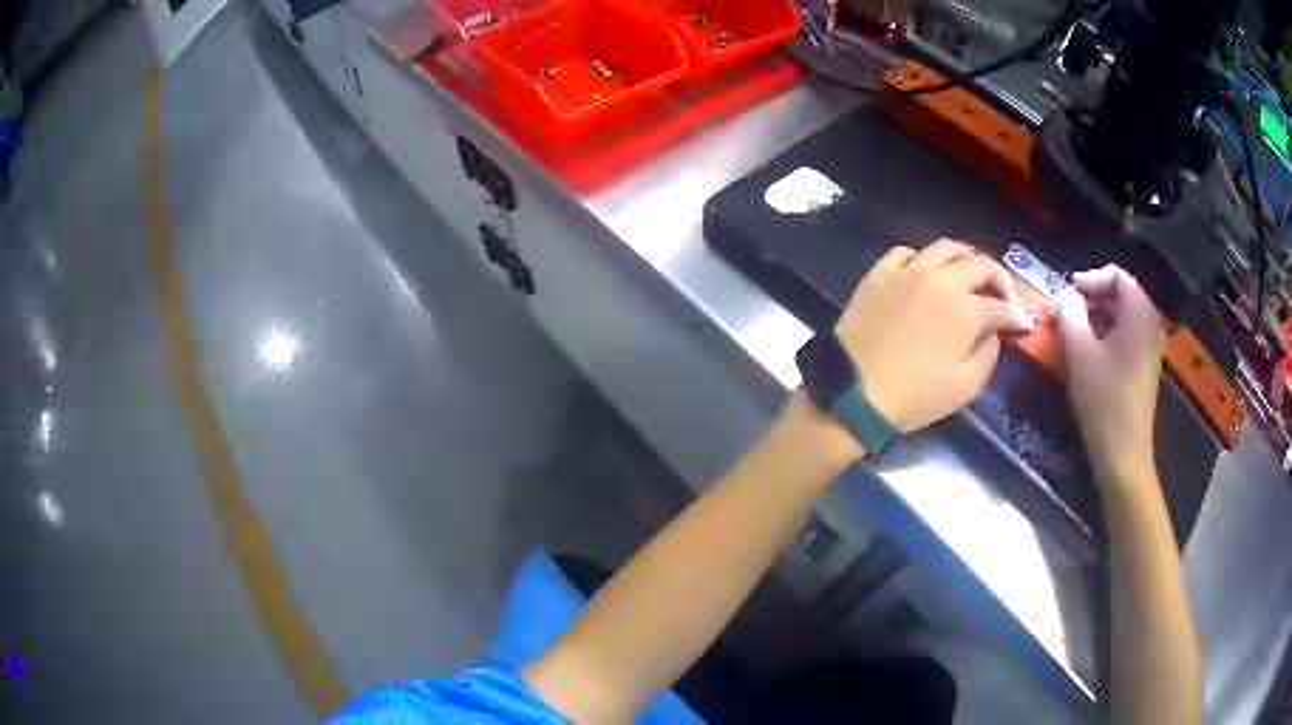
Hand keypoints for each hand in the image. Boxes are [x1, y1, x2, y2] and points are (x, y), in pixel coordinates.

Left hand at [835, 239, 1033, 432]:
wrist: (854, 391)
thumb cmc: (915, 396)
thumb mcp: (965, 386)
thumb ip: (988, 353)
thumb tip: (993, 331)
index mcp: (966, 309)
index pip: (1001, 307)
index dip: (1017, 316)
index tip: (1024, 324)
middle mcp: (941, 280)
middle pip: (979, 264)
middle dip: (999, 278)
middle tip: (1003, 295)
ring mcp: (907, 271)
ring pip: (945, 248)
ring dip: (966, 257)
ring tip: (971, 274)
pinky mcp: (879, 274)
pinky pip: (905, 252)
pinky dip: (923, 258)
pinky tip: (926, 272)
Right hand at [1055, 265, 1164, 480]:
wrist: (1123, 454)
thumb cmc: (1103, 400)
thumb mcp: (1079, 352)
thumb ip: (1069, 314)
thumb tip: (1065, 297)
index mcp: (1139, 314)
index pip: (1118, 275)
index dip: (1091, 277)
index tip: (1068, 293)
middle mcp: (1149, 326)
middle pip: (1122, 294)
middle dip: (1093, 298)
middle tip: (1068, 314)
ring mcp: (1149, 349)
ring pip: (1123, 317)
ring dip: (1098, 318)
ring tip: (1074, 335)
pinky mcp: (1145, 369)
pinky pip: (1127, 338)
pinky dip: (1108, 337)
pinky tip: (1090, 356)